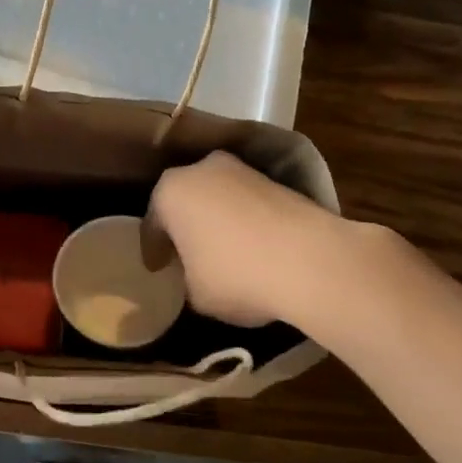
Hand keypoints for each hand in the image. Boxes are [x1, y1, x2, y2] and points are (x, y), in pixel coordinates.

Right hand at [147, 152, 347, 328]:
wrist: (309, 259)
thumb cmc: (236, 274)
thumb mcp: (196, 293)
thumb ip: (186, 278)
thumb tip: (195, 274)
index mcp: (170, 191)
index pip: (152, 223)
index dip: (153, 250)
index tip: (156, 268)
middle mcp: (202, 169)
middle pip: (185, 200)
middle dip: (184, 226)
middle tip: (186, 255)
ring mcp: (242, 170)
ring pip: (218, 197)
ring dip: (217, 220)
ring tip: (223, 251)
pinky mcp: (276, 180)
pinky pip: (247, 202)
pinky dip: (245, 220)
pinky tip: (252, 246)